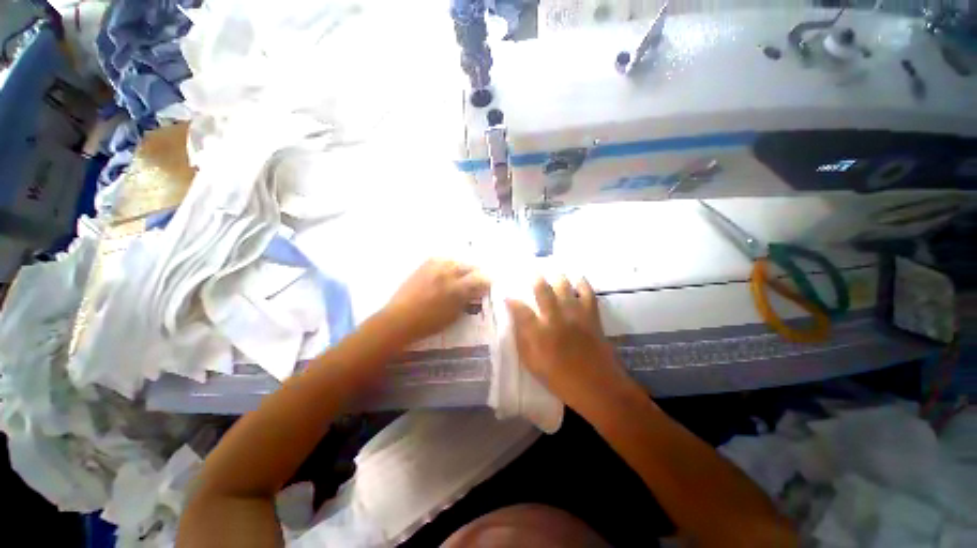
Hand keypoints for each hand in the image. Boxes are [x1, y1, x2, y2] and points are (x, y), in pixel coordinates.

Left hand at [382, 259, 490, 344]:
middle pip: (469, 265)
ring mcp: (434, 267)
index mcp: (456, 288)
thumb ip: (467, 300)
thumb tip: (477, 292)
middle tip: (478, 279)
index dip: (487, 281)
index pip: (479, 278)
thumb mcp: (453, 315)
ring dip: (463, 266)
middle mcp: (447, 273)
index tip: (489, 284)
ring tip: (464, 274)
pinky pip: (441, 259)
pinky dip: (449, 263)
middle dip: (476, 272)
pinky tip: (448, 269)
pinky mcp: (423, 266)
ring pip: (456, 260)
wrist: (399, 319)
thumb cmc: (428, 323)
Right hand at [506, 277, 631, 411]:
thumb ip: (522, 341)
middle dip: (534, 277)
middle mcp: (556, 319)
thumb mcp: (533, 364)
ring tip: (552, 267)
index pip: (520, 310)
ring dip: (557, 275)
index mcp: (539, 333)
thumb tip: (515, 321)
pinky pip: (588, 293)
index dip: (512, 300)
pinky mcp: (591, 316)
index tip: (506, 294)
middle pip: (543, 291)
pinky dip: (583, 283)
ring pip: (565, 287)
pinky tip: (578, 276)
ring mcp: (575, 315)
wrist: (598, 387)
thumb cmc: (560, 379)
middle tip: (530, 268)